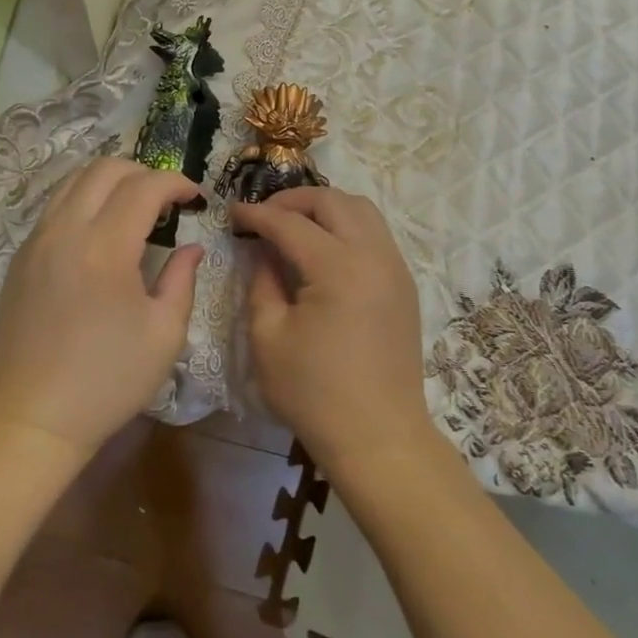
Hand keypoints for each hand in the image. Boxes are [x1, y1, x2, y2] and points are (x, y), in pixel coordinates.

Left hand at [0, 158, 202, 457]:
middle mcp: (66, 230)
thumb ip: (182, 280)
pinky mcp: (21, 256)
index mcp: (105, 247)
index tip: (196, 198)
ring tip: (135, 207)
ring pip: (74, 179)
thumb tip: (192, 247)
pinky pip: (55, 205)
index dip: (176, 183)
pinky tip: (100, 230)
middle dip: (144, 173)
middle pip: (106, 168)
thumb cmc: (107, 381)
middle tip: (167, 200)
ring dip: (111, 181)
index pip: (144, 186)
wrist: (31, 418)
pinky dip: (84, 199)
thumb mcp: (163, 335)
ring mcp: (37, 240)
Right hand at [232, 187, 434, 481]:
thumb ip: (262, 282)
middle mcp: (372, 254)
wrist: (380, 437)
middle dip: (292, 200)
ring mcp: (394, 266)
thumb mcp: (268, 338)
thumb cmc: (315, 393)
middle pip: (331, 201)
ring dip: (325, 207)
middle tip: (264, 215)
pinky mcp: (404, 283)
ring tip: (295, 224)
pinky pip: (376, 232)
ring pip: (361, 209)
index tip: (233, 213)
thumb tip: (262, 250)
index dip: (257, 215)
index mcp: (337, 267)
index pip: (289, 223)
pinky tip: (325, 247)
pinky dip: (347, 225)